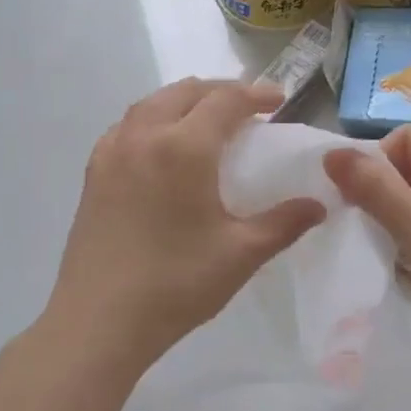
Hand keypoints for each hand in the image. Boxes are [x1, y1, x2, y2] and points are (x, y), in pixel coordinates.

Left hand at [45, 79, 325, 372]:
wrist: (99, 319)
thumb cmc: (176, 285)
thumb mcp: (240, 254)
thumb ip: (283, 223)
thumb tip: (318, 205)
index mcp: (183, 147)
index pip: (224, 100)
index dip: (255, 94)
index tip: (279, 100)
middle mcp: (144, 135)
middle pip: (185, 92)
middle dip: (219, 91)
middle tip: (246, 108)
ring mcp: (112, 151)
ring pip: (150, 103)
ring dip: (183, 101)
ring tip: (205, 120)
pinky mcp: (93, 172)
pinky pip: (126, 126)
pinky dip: (151, 119)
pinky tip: (160, 145)